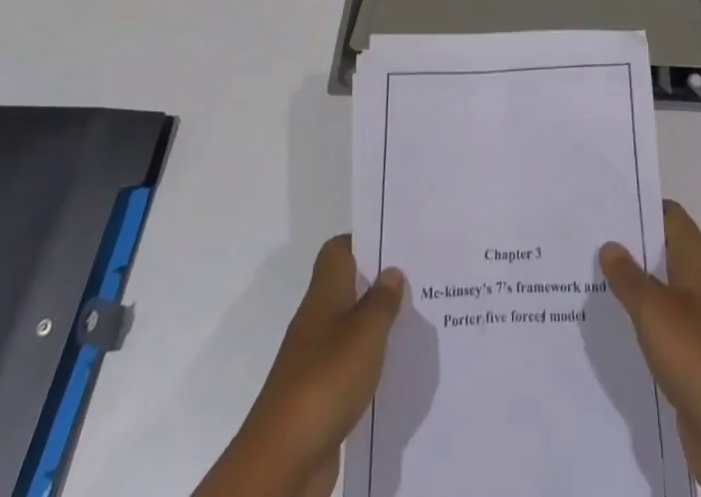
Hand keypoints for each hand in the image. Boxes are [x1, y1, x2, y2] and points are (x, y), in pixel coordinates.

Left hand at [194, 236, 404, 496]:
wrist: (283, 459)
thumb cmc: (325, 379)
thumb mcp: (365, 333)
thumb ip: (382, 301)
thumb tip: (392, 272)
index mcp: (325, 294)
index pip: (339, 250)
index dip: (364, 241)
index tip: (396, 242)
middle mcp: (317, 319)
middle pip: (347, 287)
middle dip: (378, 283)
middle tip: (418, 280)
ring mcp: (316, 359)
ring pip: (351, 327)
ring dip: (377, 324)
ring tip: (414, 322)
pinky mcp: (320, 395)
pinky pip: (350, 366)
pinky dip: (369, 363)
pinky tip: (394, 369)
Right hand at [600, 203, 700, 496]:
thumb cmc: (697, 357)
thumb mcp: (654, 310)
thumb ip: (629, 276)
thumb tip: (610, 245)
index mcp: (699, 264)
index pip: (672, 217)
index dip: (643, 205)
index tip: (608, 202)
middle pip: (665, 251)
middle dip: (631, 244)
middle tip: (589, 237)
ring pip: (662, 290)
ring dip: (633, 284)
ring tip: (591, 277)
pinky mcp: (695, 359)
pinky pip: (663, 327)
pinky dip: (641, 321)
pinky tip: (613, 326)